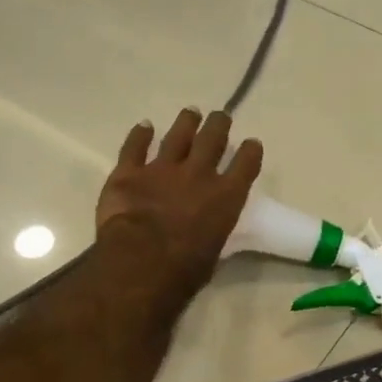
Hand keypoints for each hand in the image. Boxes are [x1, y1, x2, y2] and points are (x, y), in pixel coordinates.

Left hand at [96, 108, 261, 305]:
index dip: (250, 152)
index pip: (245, 165)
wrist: (143, 260)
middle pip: (212, 140)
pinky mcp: (129, 172)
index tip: (252, 144)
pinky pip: (135, 147)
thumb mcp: (214, 252)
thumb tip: (207, 230)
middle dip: (218, 126)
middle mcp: (198, 175)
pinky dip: (139, 135)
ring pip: (178, 136)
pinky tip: (144, 126)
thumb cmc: (185, 268)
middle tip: (220, 116)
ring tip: (191, 113)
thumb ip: (213, 230)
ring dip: (186, 123)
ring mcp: (162, 169)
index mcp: (226, 197)